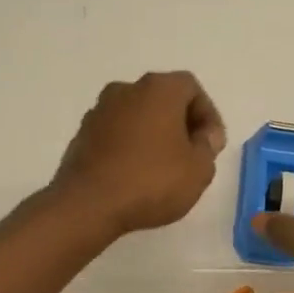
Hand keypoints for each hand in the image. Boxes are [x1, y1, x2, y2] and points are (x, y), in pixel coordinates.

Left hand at [51, 72, 225, 238]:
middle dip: (180, 123)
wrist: (88, 205)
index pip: (191, 88)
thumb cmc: (151, 182)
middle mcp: (126, 90)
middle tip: (191, 155)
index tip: (211, 145)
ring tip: (163, 168)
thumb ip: (208, 146)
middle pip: (162, 99)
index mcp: (158, 89)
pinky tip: (136, 175)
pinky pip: (116, 134)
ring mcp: (99, 111)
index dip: (207, 115)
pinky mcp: (82, 135)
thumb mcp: (198, 169)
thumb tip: (203, 134)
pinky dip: (130, 147)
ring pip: (137, 116)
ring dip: (153, 135)